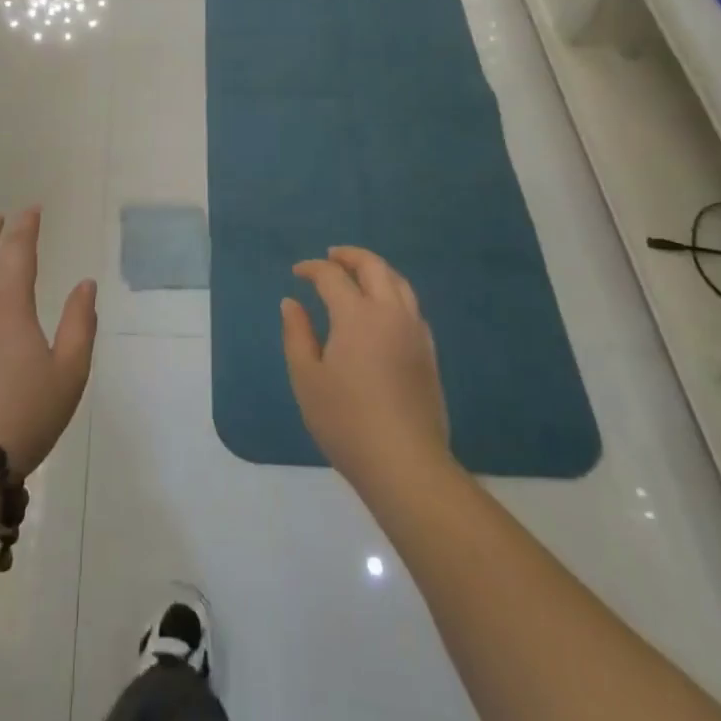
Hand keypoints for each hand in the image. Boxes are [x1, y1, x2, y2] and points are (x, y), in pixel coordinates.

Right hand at [282, 247, 450, 498]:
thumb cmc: (346, 421)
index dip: (313, 269)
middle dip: (350, 256)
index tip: (297, 273)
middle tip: (331, 257)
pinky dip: (393, 293)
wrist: (405, 464)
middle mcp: (390, 313)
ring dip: (376, 270)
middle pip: (374, 267)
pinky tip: (382, 310)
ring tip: (358, 274)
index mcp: (357, 315)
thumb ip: (297, 334)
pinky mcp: (429, 353)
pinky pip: (411, 306)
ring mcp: (415, 332)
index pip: (333, 276)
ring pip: (399, 282)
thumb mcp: (307, 378)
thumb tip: (291, 303)